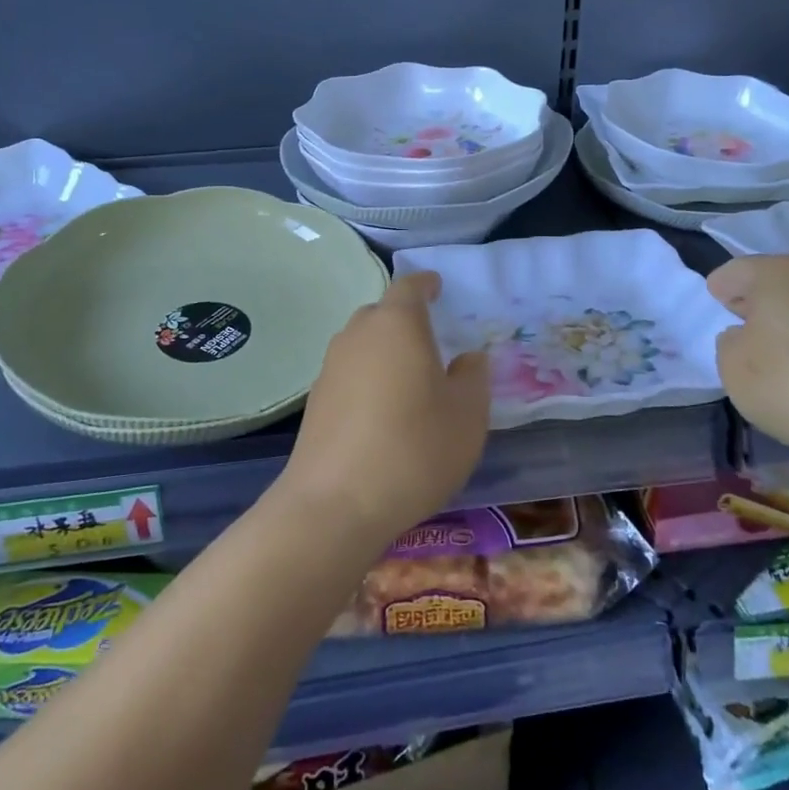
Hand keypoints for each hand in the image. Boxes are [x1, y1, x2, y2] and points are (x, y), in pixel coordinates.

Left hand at [280, 272, 491, 548]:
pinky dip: (368, 381)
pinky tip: (383, 414)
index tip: (438, 287)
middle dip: (406, 320)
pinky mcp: (315, 402)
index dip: (426, 284)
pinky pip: (349, 375)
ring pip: (363, 345)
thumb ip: (473, 376)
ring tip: (410, 381)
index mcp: (397, 324)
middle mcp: (358, 335)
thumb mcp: (467, 414)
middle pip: (382, 313)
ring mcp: (330, 368)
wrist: (335, 505)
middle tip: (432, 342)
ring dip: (385, 352)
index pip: (410, 286)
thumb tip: (467, 358)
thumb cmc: (414, 448)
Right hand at [709, 253, 788, 464]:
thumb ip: (729, 342)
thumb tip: (747, 336)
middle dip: (757, 304)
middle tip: (742, 330)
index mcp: (775, 271)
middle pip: (775, 284)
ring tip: (779, 356)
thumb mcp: (731, 365)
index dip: (719, 292)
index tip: (715, 311)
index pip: (733, 272)